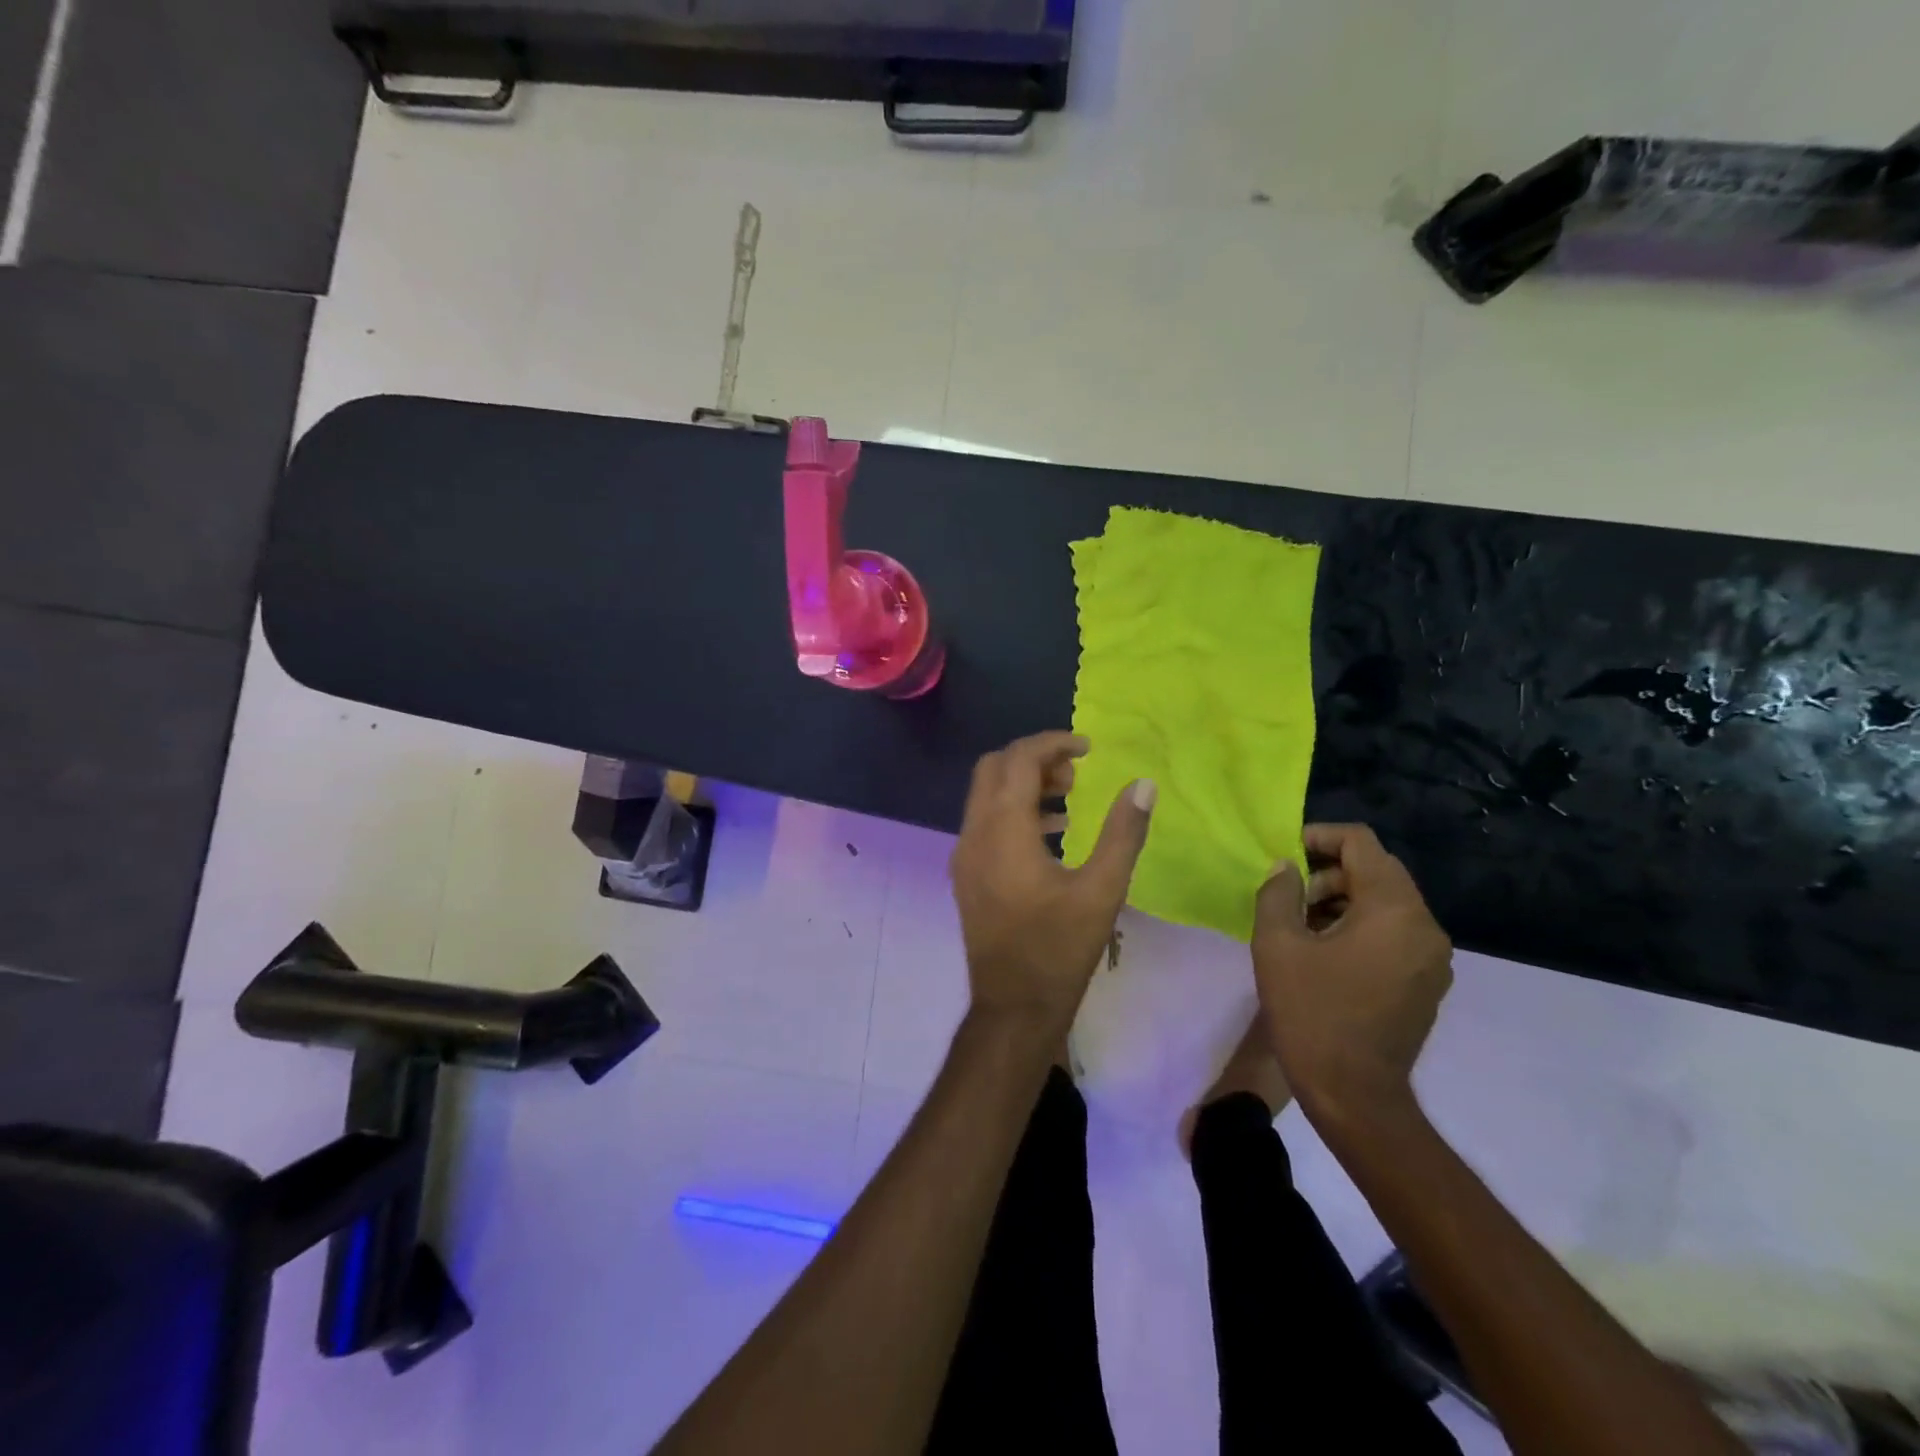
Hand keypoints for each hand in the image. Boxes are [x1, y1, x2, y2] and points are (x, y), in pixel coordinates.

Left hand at [949, 732, 1154, 1035]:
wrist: (1013, 1007)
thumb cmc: (1059, 949)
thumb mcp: (1102, 890)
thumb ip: (1123, 833)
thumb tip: (1143, 785)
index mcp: (1003, 830)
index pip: (1018, 759)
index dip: (1053, 742)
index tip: (1088, 748)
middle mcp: (974, 833)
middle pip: (994, 768)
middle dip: (1034, 759)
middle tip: (1076, 775)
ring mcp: (964, 854)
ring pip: (986, 794)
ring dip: (1024, 784)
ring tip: (1069, 801)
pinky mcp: (966, 874)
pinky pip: (984, 822)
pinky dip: (1013, 812)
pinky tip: (1052, 834)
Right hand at [1250, 824, 1451, 1123]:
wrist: (1355, 1096)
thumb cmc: (1312, 1013)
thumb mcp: (1277, 945)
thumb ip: (1278, 893)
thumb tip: (1287, 868)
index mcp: (1394, 909)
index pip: (1361, 843)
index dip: (1319, 837)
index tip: (1284, 854)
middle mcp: (1424, 926)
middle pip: (1375, 871)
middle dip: (1326, 873)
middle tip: (1287, 898)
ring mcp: (1431, 958)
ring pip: (1384, 903)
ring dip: (1340, 901)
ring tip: (1299, 926)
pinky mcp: (1425, 983)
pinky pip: (1393, 933)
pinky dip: (1359, 927)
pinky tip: (1323, 953)